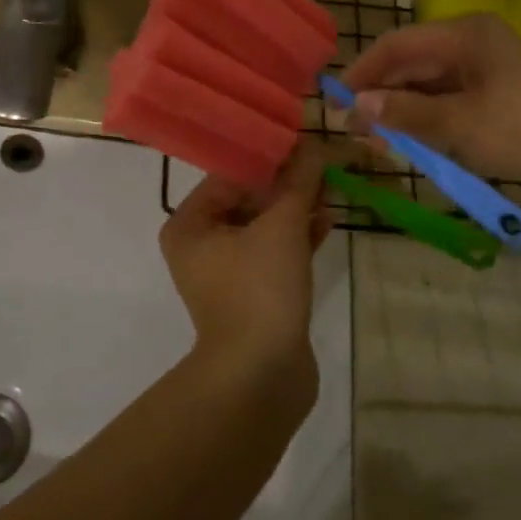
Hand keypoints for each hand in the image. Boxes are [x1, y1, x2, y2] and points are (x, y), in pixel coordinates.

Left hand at [160, 143, 331, 370]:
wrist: (261, 375)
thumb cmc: (260, 289)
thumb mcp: (282, 226)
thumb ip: (298, 182)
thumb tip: (314, 144)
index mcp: (189, 225)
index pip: (228, 176)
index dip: (268, 159)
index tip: (304, 144)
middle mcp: (200, 245)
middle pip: (247, 200)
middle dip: (287, 185)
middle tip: (323, 166)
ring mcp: (226, 273)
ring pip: (263, 227)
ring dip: (296, 210)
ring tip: (331, 190)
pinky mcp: (252, 294)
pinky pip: (273, 254)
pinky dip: (297, 239)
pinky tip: (327, 223)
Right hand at [342, 15, 520, 187]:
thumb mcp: (456, 123)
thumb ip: (403, 112)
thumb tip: (355, 106)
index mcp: (465, 35)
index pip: (397, 45)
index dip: (362, 72)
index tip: (335, 102)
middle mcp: (471, 43)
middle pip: (409, 64)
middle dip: (379, 96)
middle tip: (353, 130)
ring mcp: (482, 69)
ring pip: (424, 85)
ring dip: (397, 111)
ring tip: (375, 142)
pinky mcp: (491, 94)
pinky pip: (443, 100)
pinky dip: (421, 119)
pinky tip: (405, 141)